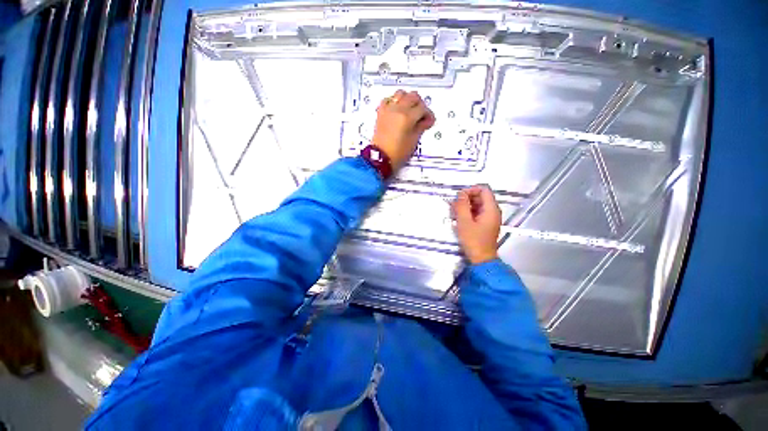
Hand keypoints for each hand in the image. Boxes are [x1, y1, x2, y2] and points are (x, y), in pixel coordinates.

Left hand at [371, 90, 434, 170]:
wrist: (381, 158)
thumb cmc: (398, 153)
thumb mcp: (413, 141)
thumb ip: (421, 127)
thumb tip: (426, 120)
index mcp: (407, 117)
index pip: (423, 108)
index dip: (428, 115)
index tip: (429, 121)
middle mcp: (397, 109)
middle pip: (413, 96)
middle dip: (420, 104)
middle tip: (421, 115)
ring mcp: (388, 110)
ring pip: (400, 94)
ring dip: (407, 99)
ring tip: (409, 110)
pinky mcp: (381, 113)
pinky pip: (388, 100)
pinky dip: (394, 101)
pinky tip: (397, 109)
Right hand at [452, 185, 501, 264]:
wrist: (481, 259)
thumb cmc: (473, 240)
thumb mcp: (464, 222)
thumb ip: (462, 206)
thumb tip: (460, 193)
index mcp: (491, 209)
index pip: (484, 190)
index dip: (471, 189)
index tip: (459, 196)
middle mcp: (493, 211)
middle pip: (481, 196)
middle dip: (467, 198)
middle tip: (455, 205)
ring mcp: (490, 218)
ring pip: (478, 204)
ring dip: (466, 205)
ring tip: (455, 212)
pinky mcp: (486, 224)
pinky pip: (477, 212)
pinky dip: (469, 212)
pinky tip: (459, 217)